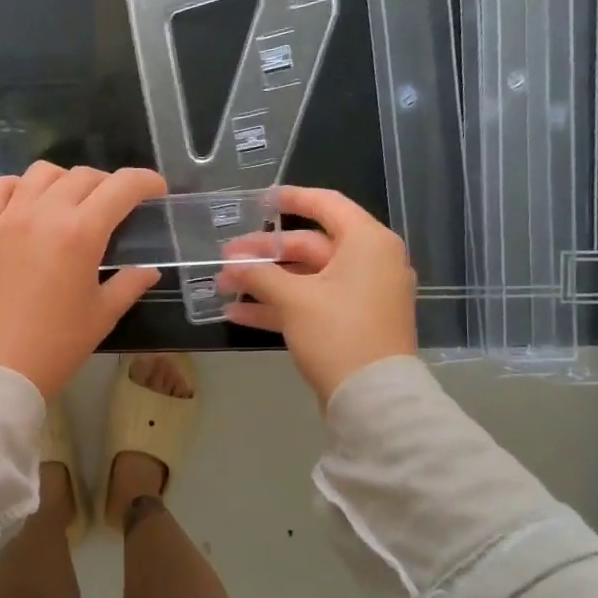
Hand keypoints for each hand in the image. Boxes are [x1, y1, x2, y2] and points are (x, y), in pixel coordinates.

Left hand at [0, 162, 168, 399]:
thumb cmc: (56, 346)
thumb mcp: (102, 316)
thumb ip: (129, 284)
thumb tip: (148, 270)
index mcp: (80, 233)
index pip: (121, 187)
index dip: (145, 182)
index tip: (156, 190)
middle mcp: (43, 213)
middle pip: (82, 176)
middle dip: (108, 184)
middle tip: (116, 207)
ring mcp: (7, 218)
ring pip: (41, 173)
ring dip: (65, 181)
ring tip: (72, 203)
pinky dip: (16, 186)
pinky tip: (26, 204)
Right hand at [216, 186, 417, 405]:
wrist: (373, 399)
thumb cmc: (338, 334)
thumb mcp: (294, 300)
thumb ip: (260, 275)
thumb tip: (233, 265)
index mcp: (367, 243)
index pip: (326, 205)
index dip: (291, 198)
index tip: (259, 200)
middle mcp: (370, 262)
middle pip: (310, 246)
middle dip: (263, 254)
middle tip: (225, 258)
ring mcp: (362, 295)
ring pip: (307, 277)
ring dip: (265, 281)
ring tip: (224, 286)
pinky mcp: (352, 322)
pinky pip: (312, 302)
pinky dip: (280, 305)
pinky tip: (239, 313)